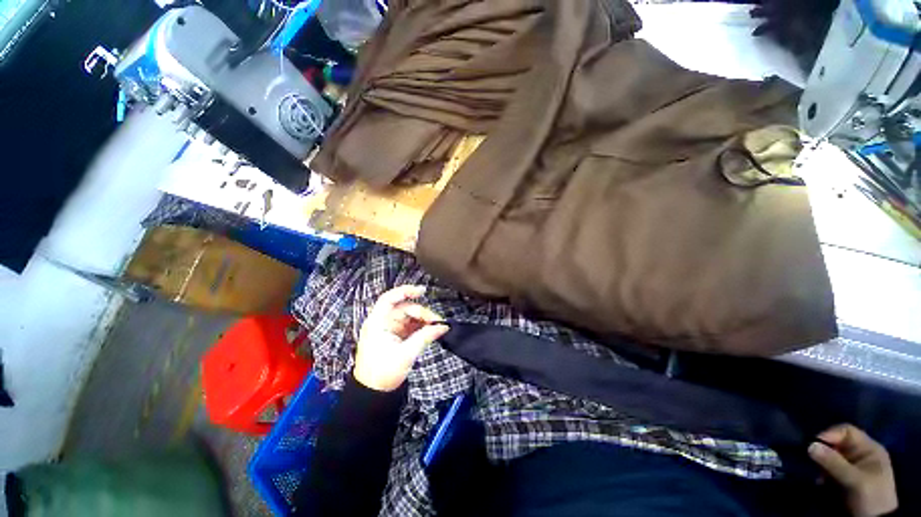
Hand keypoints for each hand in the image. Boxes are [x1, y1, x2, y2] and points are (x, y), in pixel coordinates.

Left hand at [354, 285, 448, 391]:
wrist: (373, 393)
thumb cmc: (383, 373)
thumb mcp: (406, 354)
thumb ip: (425, 337)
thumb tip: (443, 326)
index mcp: (377, 323)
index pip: (389, 299)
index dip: (405, 291)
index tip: (422, 291)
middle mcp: (382, 322)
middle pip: (404, 308)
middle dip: (421, 312)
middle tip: (437, 321)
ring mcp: (389, 329)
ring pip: (408, 316)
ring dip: (422, 320)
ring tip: (435, 327)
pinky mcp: (395, 336)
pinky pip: (409, 325)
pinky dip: (420, 327)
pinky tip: (429, 330)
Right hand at [808, 424, 897, 516]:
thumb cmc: (871, 496)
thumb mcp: (854, 480)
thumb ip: (833, 462)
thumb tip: (809, 445)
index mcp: (869, 447)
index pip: (846, 431)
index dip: (829, 434)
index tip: (813, 443)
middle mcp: (860, 452)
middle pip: (836, 443)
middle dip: (822, 450)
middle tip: (811, 459)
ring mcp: (851, 465)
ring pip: (829, 456)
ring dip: (820, 462)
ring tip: (817, 474)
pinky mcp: (843, 476)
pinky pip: (828, 468)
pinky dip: (821, 472)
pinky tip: (819, 481)